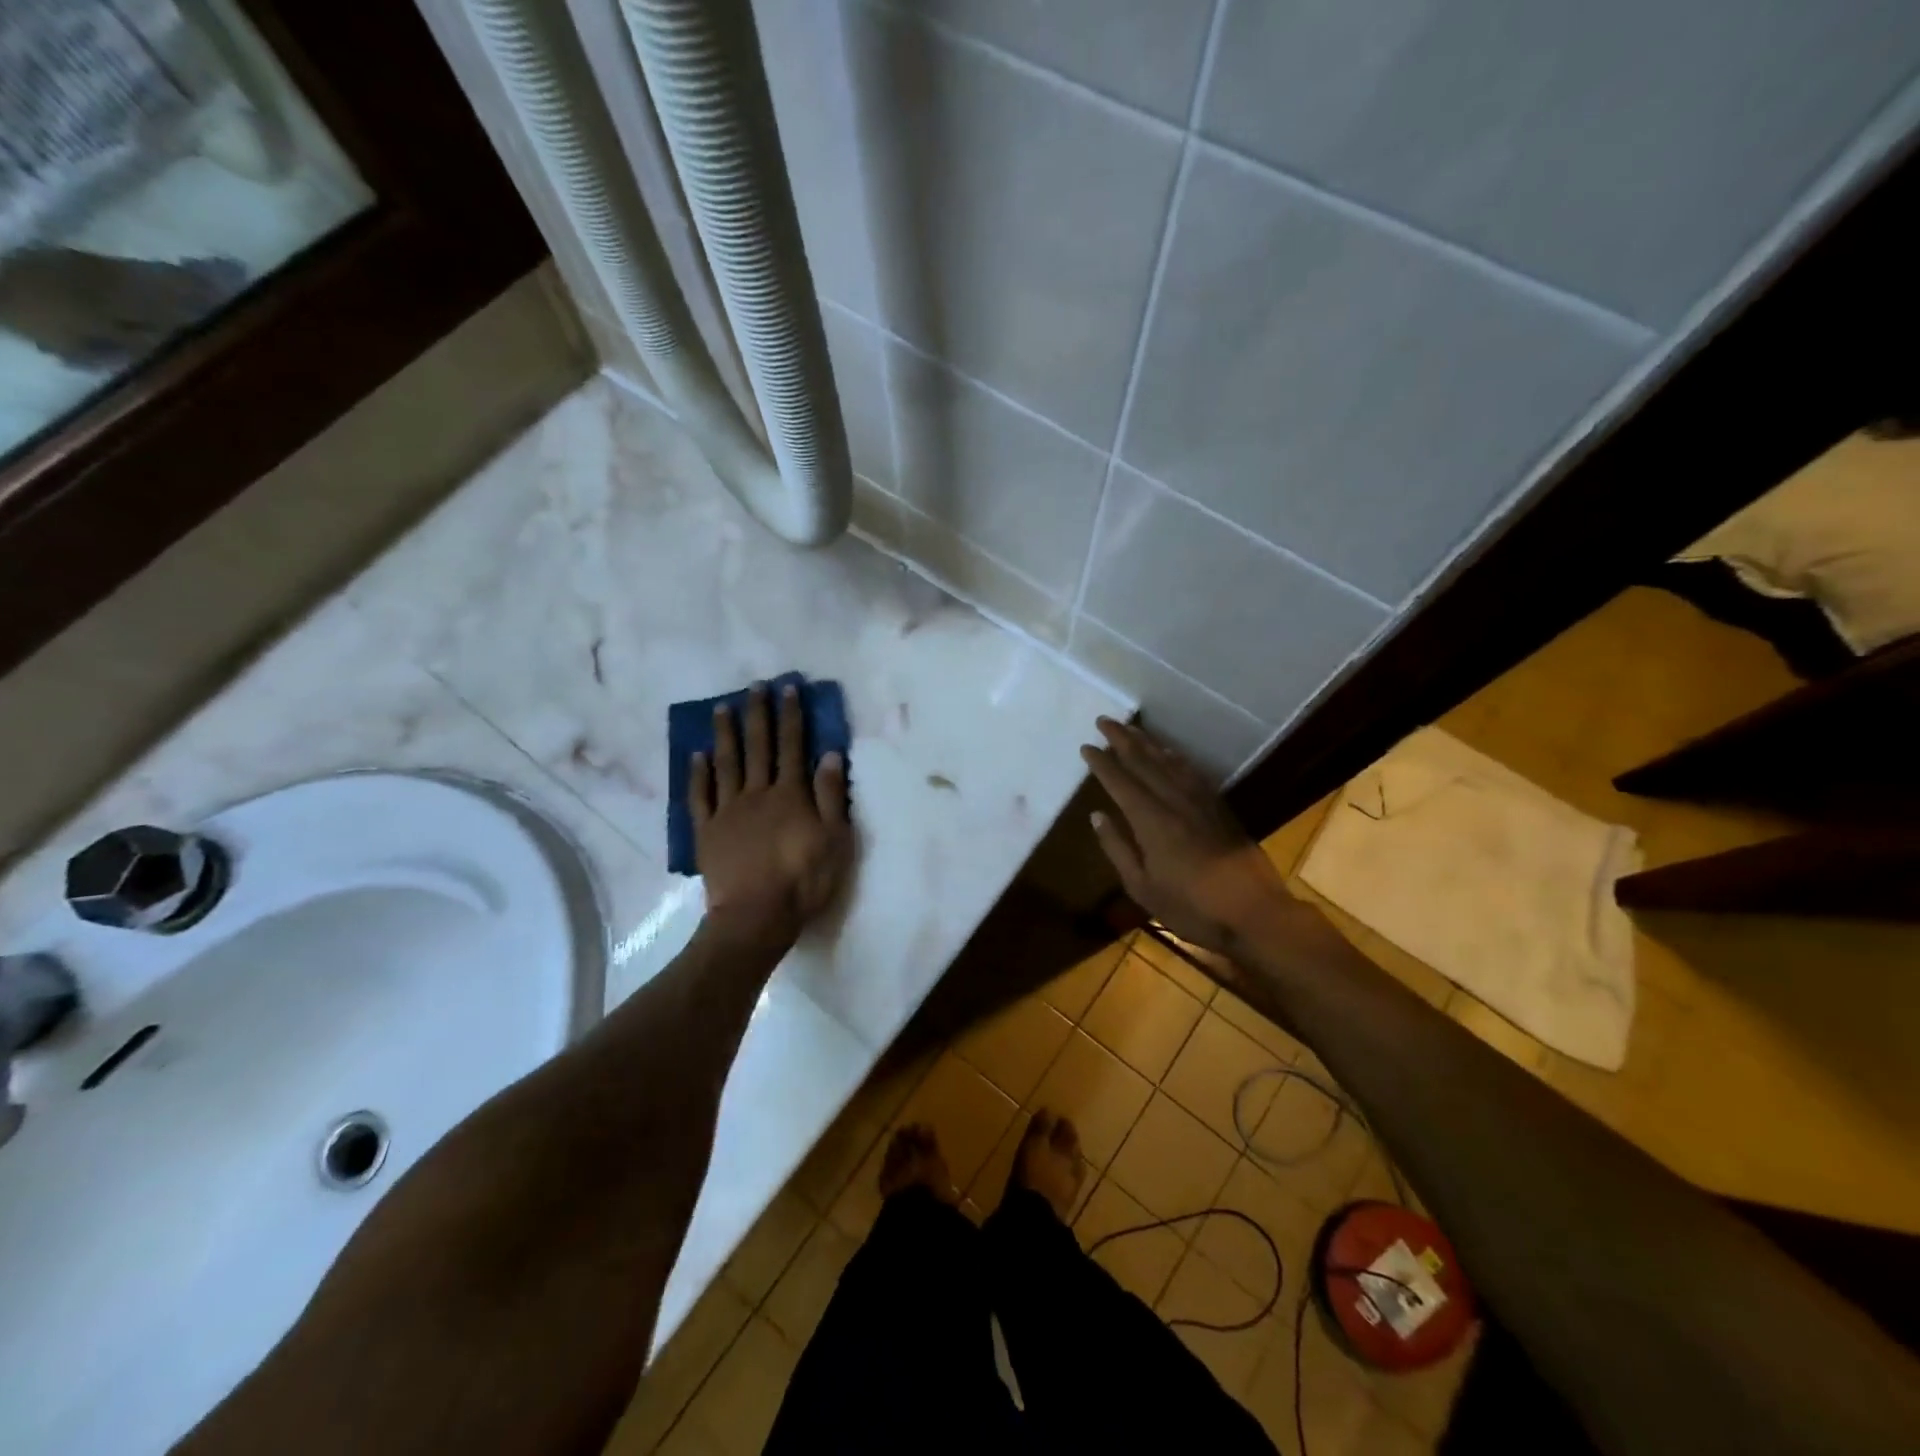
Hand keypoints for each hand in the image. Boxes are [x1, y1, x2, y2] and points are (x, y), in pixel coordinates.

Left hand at [691, 683, 853, 944]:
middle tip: (754, 686)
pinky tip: (698, 756)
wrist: (756, 916)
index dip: (791, 715)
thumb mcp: (835, 839)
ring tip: (722, 708)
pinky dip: (699, 774)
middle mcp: (758, 793)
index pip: (793, 746)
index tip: (788, 688)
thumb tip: (830, 754)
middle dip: (758, 714)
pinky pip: (700, 796)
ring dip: (725, 734)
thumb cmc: (803, 880)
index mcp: (791, 794)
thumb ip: (830, 796)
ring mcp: (728, 811)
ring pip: (727, 764)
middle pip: (758, 746)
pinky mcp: (707, 831)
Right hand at [1080, 717, 1293, 956]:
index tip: (1086, 746)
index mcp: (1151, 821)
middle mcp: (1174, 802)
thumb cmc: (1191, 907)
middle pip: (1144, 762)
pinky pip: (1192, 772)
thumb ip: (1118, 848)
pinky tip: (1170, 753)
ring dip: (1148, 743)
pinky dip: (1176, 758)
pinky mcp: (1219, 808)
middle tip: (1104, 720)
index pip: (1120, 782)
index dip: (1102, 763)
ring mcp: (1200, 802)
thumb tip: (1097, 815)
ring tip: (1132, 728)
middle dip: (1122, 740)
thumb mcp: (1142, 887)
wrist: (1254, 913)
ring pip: (1169, 763)